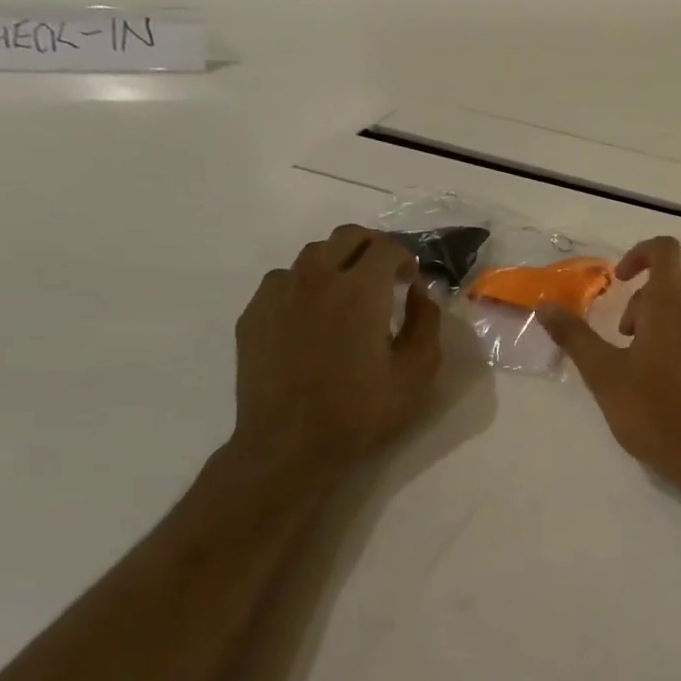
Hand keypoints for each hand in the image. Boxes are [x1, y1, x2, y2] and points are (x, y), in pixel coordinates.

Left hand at [231, 226, 442, 475]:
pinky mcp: (254, 314)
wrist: (290, 444)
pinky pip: (283, 280)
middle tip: (387, 278)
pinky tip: (315, 317)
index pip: (387, 246)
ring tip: (350, 296)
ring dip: (339, 263)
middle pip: (347, 236)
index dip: (407, 259)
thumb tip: (419, 293)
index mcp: (361, 290)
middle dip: (374, 248)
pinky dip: (306, 285)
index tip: (412, 284)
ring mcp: (278, 295)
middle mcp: (316, 279)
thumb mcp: (419, 370)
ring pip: (312, 254)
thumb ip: (426, 321)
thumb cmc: (363, 409)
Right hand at [542, 237, 680, 491]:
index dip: (640, 253)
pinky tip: (673, 381)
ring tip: (645, 363)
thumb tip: (545, 305)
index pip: (664, 250)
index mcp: (670, 306)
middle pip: (674, 282)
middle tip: (624, 335)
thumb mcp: (603, 374)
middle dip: (644, 298)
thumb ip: (574, 336)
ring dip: (664, 321)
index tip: (620, 279)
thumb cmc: (652, 411)